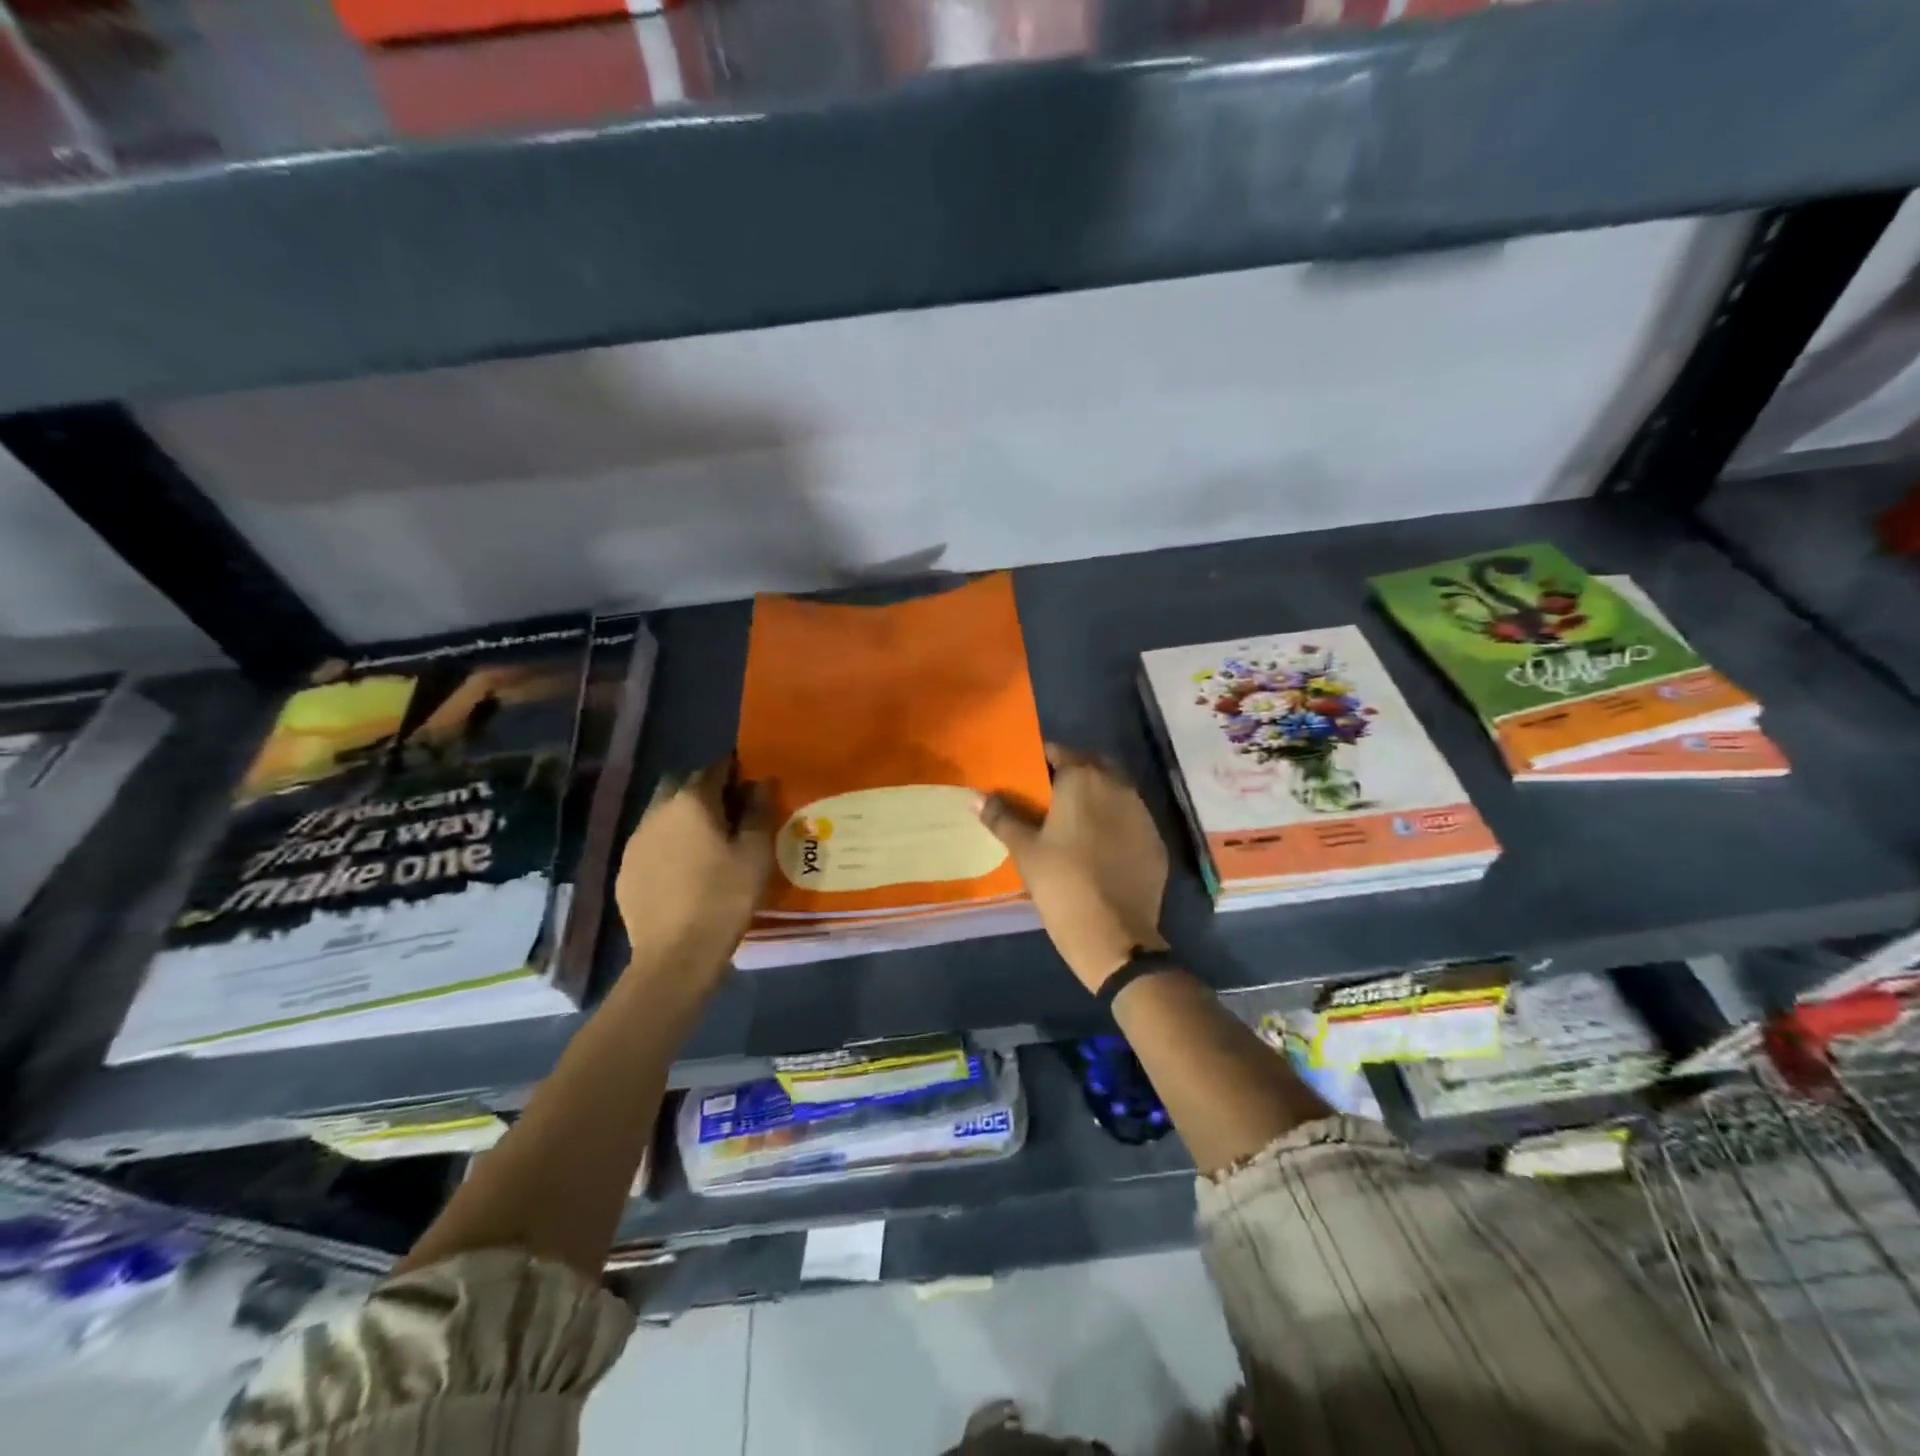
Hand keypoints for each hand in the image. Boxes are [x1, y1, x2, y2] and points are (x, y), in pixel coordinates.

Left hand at [615, 761, 773, 972]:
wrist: (676, 954)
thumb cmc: (724, 897)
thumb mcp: (756, 853)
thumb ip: (759, 811)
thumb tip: (762, 781)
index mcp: (692, 801)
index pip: (714, 769)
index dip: (735, 771)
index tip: (751, 784)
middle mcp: (657, 811)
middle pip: (681, 784)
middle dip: (704, 789)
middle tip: (729, 812)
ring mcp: (635, 840)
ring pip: (662, 813)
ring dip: (683, 817)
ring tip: (706, 842)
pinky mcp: (625, 869)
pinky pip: (650, 842)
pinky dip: (668, 844)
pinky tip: (684, 869)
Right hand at [975, 744, 1168, 993]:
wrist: (1115, 936)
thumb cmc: (1062, 884)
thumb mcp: (1025, 851)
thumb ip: (1001, 818)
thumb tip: (976, 796)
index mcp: (1083, 779)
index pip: (1059, 752)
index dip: (1041, 760)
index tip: (1027, 776)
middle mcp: (1118, 786)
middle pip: (1092, 765)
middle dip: (1072, 773)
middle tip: (1049, 797)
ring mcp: (1142, 813)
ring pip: (1115, 791)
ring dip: (1096, 796)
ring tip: (1074, 821)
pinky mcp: (1156, 841)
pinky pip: (1131, 819)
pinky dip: (1115, 822)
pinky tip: (1100, 846)